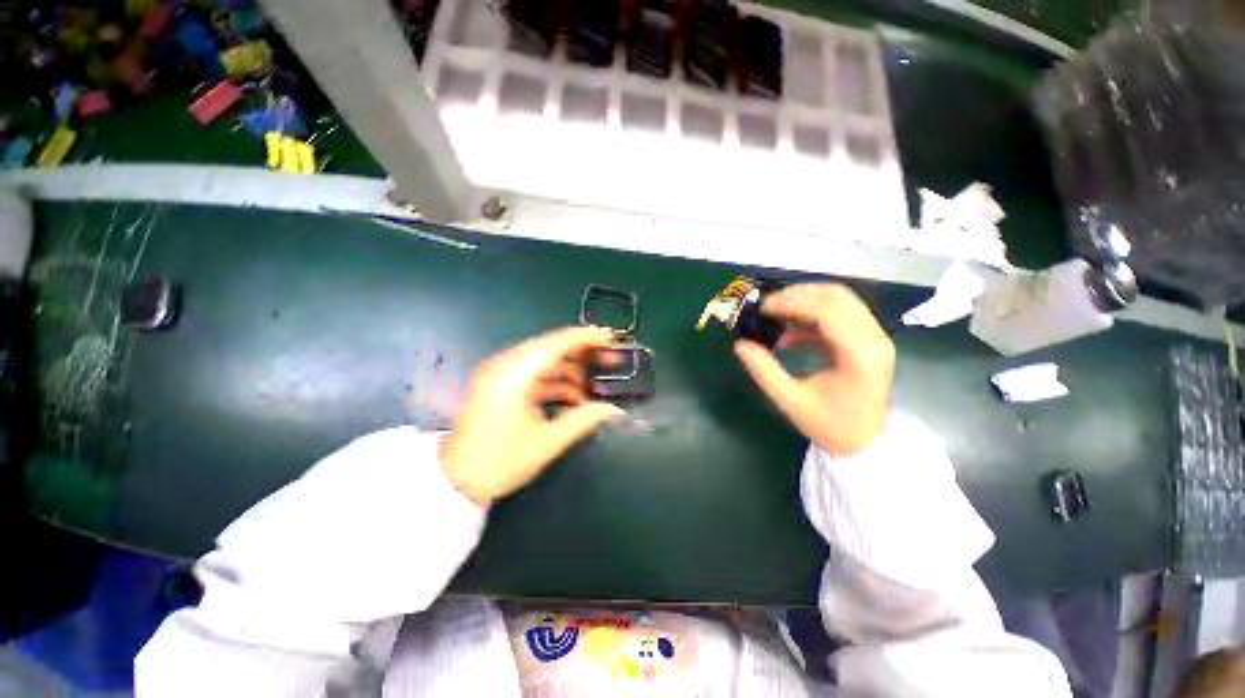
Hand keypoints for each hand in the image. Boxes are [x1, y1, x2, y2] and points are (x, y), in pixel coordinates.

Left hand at [441, 327, 625, 505]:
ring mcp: (501, 374)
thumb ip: (583, 420)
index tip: (610, 338)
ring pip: (543, 361)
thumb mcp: (547, 442)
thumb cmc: (500, 462)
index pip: (556, 343)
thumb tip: (615, 410)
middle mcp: (505, 366)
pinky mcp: (500, 385)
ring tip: (595, 384)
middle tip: (610, 360)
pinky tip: (574, 397)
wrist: (455, 482)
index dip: (586, 337)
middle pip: (551, 347)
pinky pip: (534, 374)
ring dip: (570, 369)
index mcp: (514, 375)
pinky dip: (555, 381)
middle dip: (583, 353)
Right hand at [734, 284, 894, 455]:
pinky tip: (790, 332)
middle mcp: (874, 339)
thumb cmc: (831, 426)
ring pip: (840, 300)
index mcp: (860, 355)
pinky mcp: (868, 340)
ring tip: (776, 312)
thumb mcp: (791, 401)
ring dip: (806, 301)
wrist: (865, 443)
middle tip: (767, 305)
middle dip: (798, 295)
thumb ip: (764, 371)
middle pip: (837, 297)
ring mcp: (875, 337)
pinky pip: (840, 314)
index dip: (793, 303)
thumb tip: (740, 345)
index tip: (763, 308)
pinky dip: (812, 315)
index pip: (829, 311)